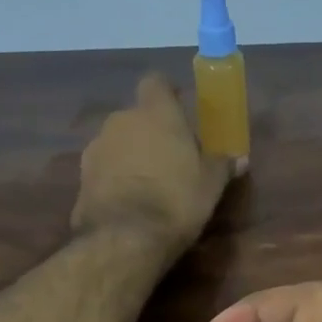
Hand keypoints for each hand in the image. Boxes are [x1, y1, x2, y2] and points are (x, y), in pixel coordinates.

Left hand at [71, 73, 230, 253]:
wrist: (124, 238)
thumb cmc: (176, 200)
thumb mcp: (211, 185)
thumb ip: (222, 165)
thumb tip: (240, 158)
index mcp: (156, 112)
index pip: (156, 82)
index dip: (168, 94)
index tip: (180, 109)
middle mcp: (121, 120)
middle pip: (138, 115)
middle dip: (152, 130)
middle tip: (172, 156)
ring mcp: (97, 147)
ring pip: (119, 141)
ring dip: (132, 154)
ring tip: (150, 183)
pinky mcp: (81, 176)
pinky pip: (105, 167)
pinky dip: (116, 176)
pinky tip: (129, 200)